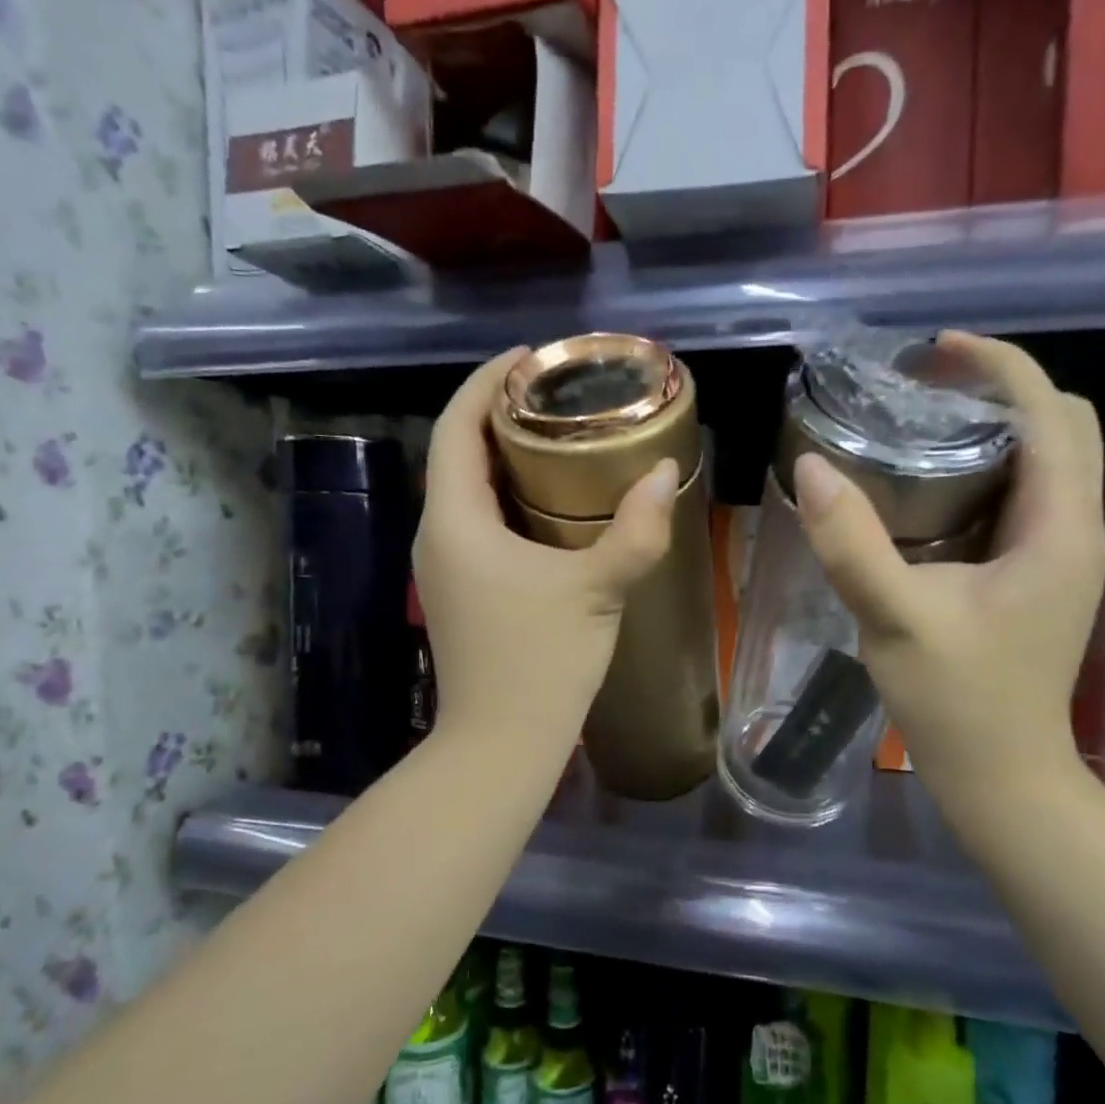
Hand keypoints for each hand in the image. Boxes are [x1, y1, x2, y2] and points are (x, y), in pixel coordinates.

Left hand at [415, 350, 679, 754]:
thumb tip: (666, 471)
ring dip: (505, 457)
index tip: (530, 358)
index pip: (455, 427)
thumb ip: (636, 530)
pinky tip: (553, 504)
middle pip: (458, 453)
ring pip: (468, 490)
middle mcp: (438, 535)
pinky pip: (479, 522)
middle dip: (500, 415)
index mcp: (455, 520)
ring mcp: (446, 567)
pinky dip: (509, 497)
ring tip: (560, 437)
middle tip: (558, 396)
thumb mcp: (596, 590)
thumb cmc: (540, 663)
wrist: (501, 745)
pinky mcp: (464, 592)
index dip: (486, 382)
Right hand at [795, 332, 1104, 797]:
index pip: (1049, 413)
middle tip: (925, 386)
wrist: (1001, 775)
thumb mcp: (894, 620)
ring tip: (923, 420)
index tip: (934, 351)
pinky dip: (986, 470)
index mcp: (1057, 529)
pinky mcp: (1038, 575)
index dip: (998, 366)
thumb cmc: (956, 702)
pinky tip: (930, 485)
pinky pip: (1024, 497)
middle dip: (1001, 389)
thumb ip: (851, 543)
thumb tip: (811, 467)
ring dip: (995, 427)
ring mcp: (1061, 555)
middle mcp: (1074, 530)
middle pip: (1061, 425)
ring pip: (1045, 460)